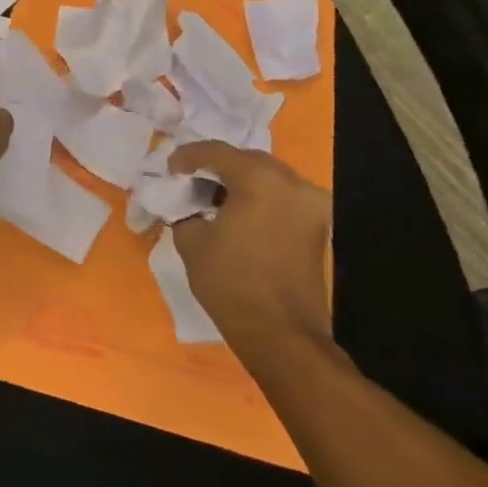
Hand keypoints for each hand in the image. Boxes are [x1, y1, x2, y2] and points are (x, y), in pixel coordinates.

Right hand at [169, 140, 332, 352]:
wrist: (282, 334)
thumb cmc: (231, 282)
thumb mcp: (191, 239)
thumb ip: (185, 208)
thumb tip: (186, 201)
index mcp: (259, 178)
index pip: (215, 152)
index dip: (186, 157)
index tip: (169, 171)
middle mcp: (292, 182)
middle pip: (245, 159)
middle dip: (215, 166)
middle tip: (189, 181)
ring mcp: (311, 204)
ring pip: (266, 176)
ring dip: (238, 181)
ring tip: (211, 198)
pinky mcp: (318, 226)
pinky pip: (281, 196)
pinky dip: (257, 197)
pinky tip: (235, 213)